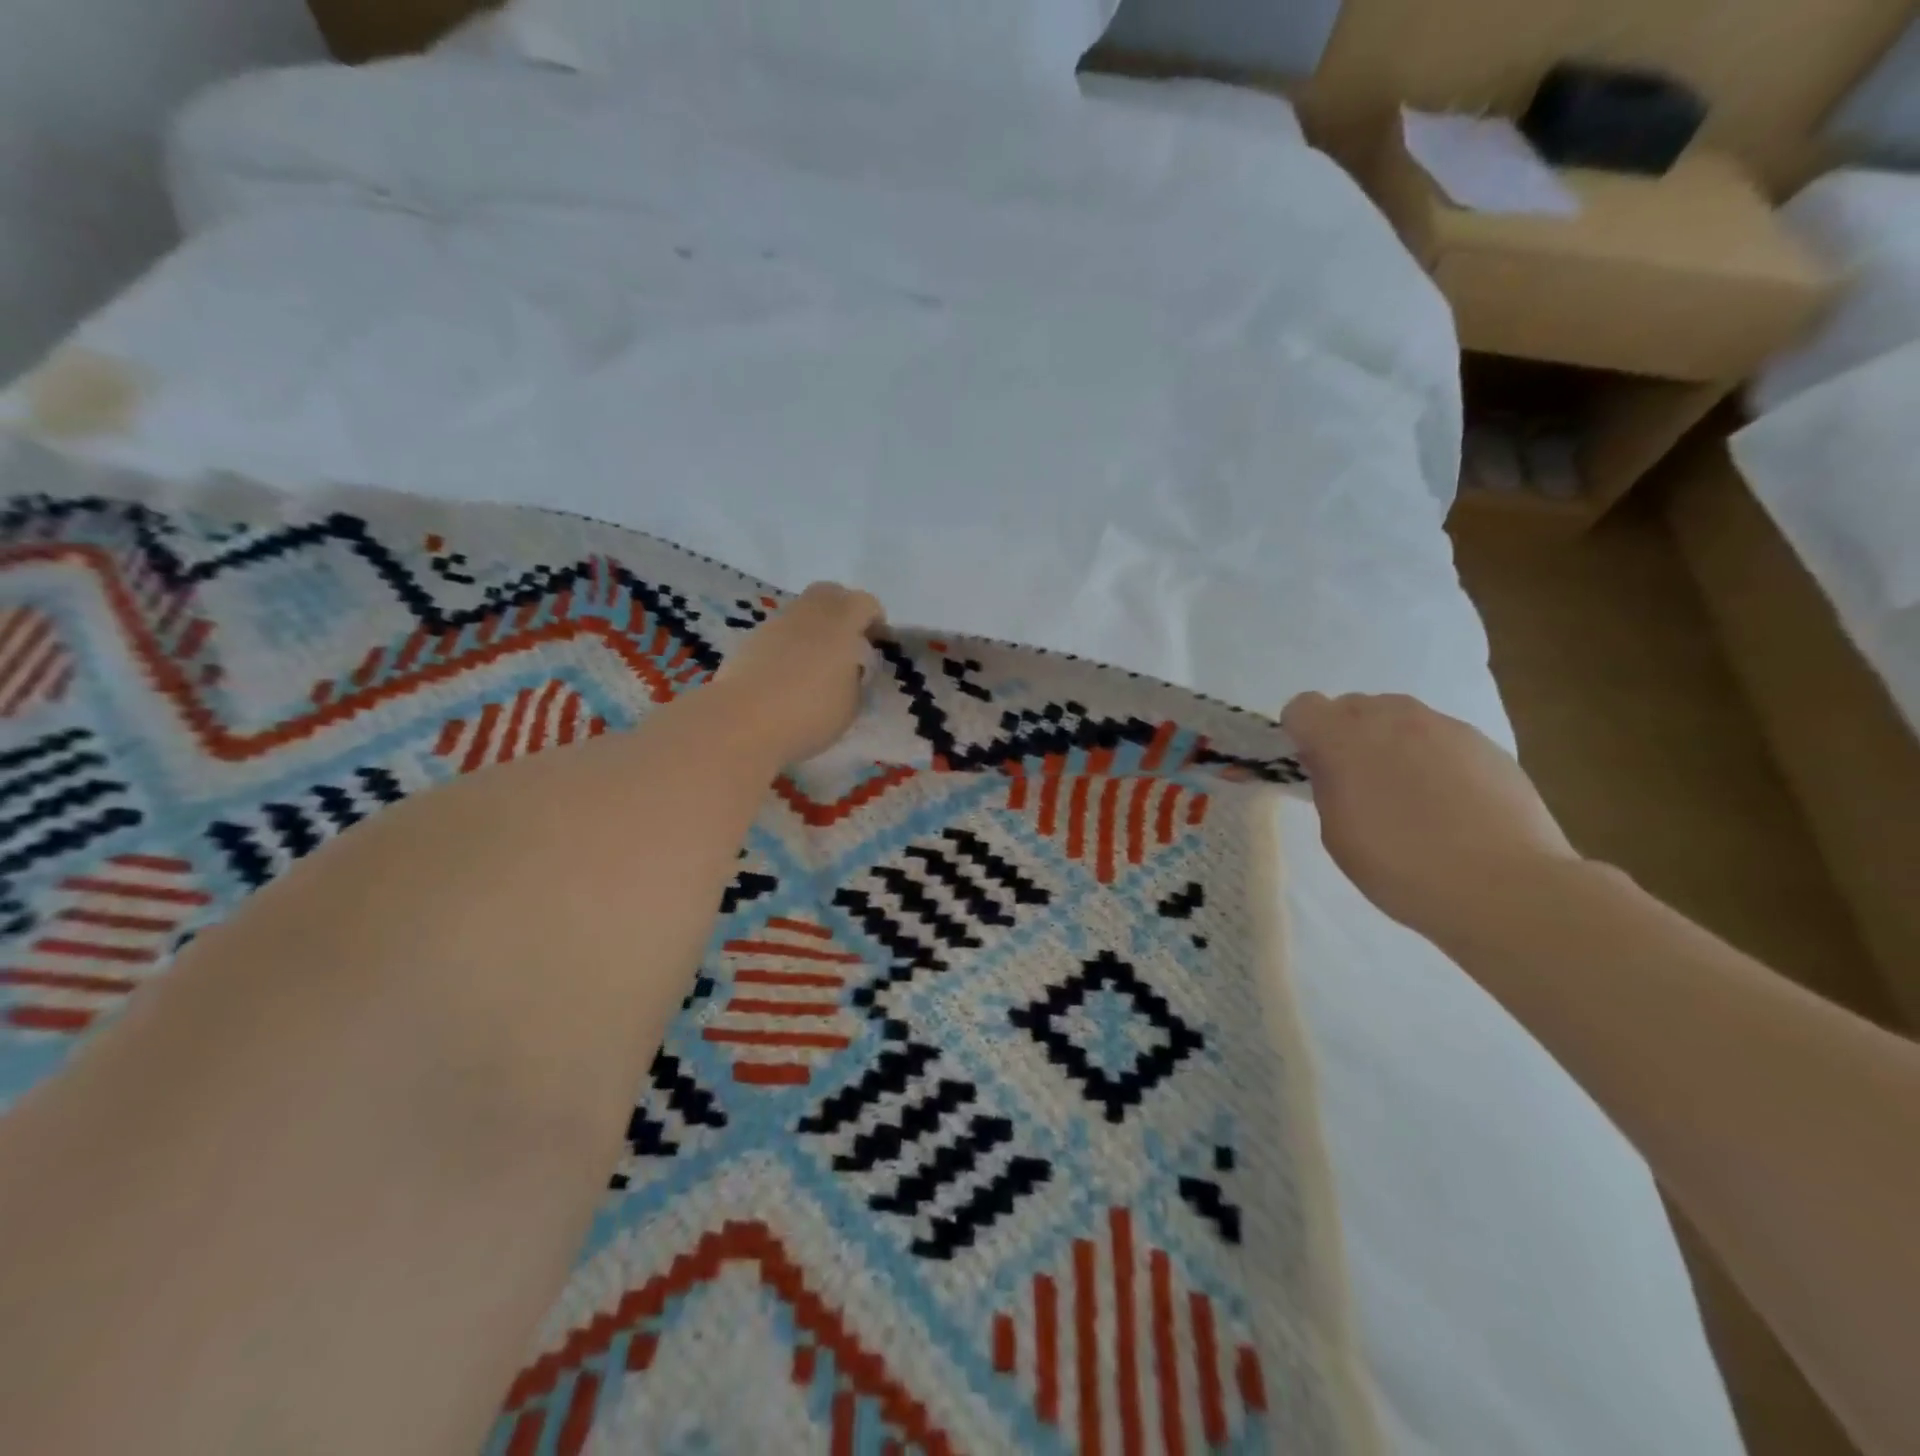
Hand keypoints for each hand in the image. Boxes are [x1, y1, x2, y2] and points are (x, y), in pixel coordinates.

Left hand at [710, 582, 884, 765]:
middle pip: (830, 594)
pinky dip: (790, 643)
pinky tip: (790, 673)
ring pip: (802, 611)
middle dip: (844, 610)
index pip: (865, 603)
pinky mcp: (750, 640)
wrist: (743, 722)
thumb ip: (856, 678)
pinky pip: (780, 631)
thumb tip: (848, 667)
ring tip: (819, 661)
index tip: (879, 643)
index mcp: (841, 622)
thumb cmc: (809, 713)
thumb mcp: (851, 704)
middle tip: (850, 641)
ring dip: (815, 627)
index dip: (876, 620)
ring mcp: (776, 624)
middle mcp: (809, 613)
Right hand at [1281, 692, 1579, 938]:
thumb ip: (1327, 786)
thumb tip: (1332, 766)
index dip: (1301, 735)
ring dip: (1390, 742)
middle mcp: (1391, 718)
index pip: (1302, 707)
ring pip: (1398, 717)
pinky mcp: (1485, 743)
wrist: (1505, 888)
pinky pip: (1440, 737)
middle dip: (1345, 735)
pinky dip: (1432, 758)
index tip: (1313, 768)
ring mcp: (1443, 726)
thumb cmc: (1401, 867)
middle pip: (1351, 706)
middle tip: (1357, 783)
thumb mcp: (1337, 834)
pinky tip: (1449, 804)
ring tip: (1408, 794)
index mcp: (1343, 739)